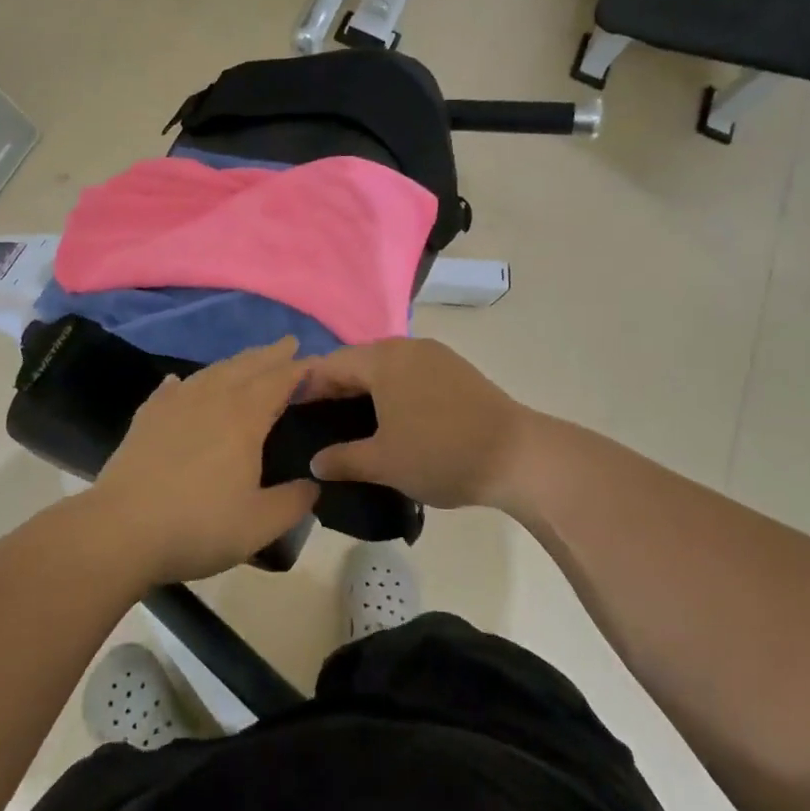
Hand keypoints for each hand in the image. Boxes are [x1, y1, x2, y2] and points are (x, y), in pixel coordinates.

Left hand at [92, 338, 319, 585]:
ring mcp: (174, 405)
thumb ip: (293, 503)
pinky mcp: (145, 418)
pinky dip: (183, 383)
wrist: (121, 530)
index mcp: (244, 417)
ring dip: (234, 363)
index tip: (316, 361)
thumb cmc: (198, 525)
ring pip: (210, 373)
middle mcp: (211, 399)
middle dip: (270, 354)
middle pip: (246, 366)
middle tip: (288, 343)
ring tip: (246, 361)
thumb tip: (313, 486)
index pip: (279, 380)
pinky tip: (179, 382)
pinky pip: (170, 390)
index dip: (299, 368)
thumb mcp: (259, 524)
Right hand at [305, 338, 531, 508]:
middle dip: (336, 389)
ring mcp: (436, 356)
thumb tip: (315, 462)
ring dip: (366, 390)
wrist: (518, 456)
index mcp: (383, 360)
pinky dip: (392, 392)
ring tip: (353, 424)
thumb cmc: (440, 453)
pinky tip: (393, 420)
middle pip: (358, 362)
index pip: (330, 365)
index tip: (291, 413)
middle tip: (318, 422)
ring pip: (386, 367)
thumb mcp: (384, 462)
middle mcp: (407, 347)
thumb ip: (342, 459)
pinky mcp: (457, 371)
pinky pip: (410, 374)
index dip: (306, 388)